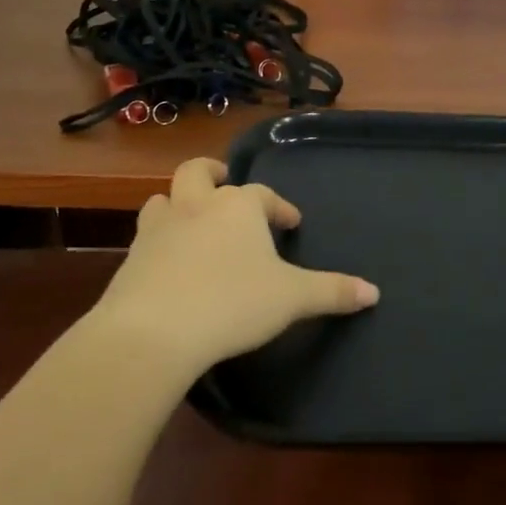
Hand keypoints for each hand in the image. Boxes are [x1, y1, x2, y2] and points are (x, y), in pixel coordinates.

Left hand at [90, 157, 378, 376]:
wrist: (153, 332)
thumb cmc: (232, 303)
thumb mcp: (292, 299)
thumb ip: (333, 292)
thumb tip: (375, 293)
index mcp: (238, 207)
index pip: (263, 195)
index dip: (279, 207)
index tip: (290, 223)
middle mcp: (196, 206)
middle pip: (198, 172)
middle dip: (212, 174)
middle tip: (224, 187)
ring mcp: (159, 229)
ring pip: (163, 199)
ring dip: (178, 204)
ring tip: (193, 222)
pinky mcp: (131, 259)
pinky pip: (145, 238)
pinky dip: (159, 242)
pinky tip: (170, 265)